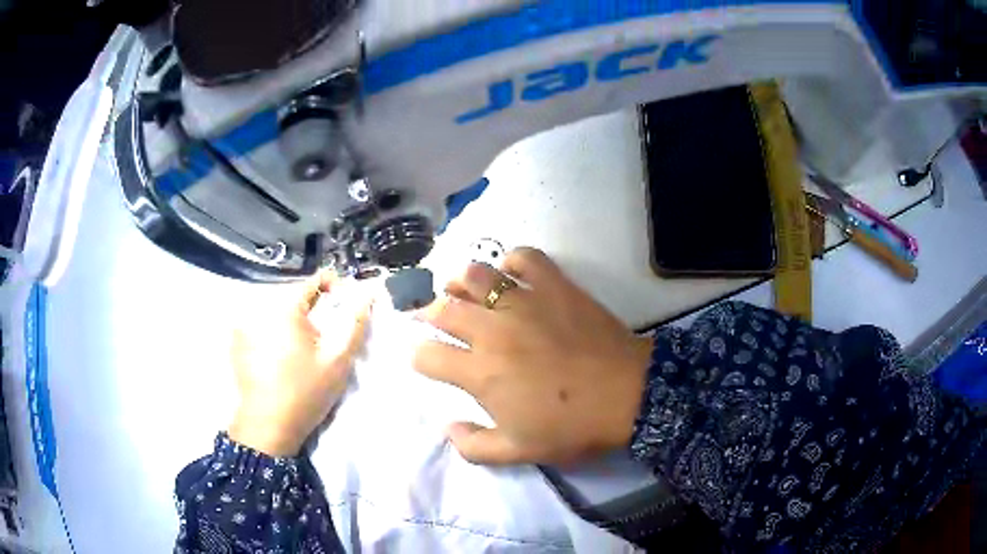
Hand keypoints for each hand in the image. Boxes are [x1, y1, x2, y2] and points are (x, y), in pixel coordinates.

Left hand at [228, 272, 370, 456]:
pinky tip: (279, 357)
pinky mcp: (236, 341)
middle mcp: (259, 306)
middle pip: (294, 296)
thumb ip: (355, 323)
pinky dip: (273, 332)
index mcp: (284, 306)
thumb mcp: (338, 360)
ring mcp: (243, 324)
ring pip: (277, 310)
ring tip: (302, 350)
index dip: (336, 290)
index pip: (314, 280)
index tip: (344, 313)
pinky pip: (260, 324)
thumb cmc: (305, 392)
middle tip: (324, 339)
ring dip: (293, 321)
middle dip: (314, 310)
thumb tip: (368, 294)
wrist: (268, 426)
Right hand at [413, 248, 651, 465]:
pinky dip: (512, 259)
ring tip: (461, 289)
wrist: (628, 396)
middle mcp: (492, 331)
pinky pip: (525, 257)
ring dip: (460, 281)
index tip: (427, 361)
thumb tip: (447, 429)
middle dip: (429, 314)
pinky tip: (510, 271)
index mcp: (480, 372)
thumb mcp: (519, 452)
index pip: (427, 356)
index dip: (419, 358)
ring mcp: (524, 302)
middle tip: (434, 319)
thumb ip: (474, 446)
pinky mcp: (554, 286)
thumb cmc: (572, 427)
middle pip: (443, 309)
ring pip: (475, 276)